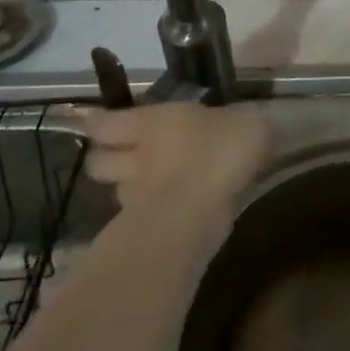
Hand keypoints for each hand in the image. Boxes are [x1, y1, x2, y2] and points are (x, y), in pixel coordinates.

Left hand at [79, 102, 268, 213]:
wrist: (202, 213)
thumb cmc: (220, 151)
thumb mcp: (249, 123)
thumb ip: (245, 121)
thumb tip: (250, 120)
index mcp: (153, 123)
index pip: (105, 123)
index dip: (100, 122)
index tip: (99, 122)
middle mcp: (137, 159)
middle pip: (98, 162)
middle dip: (105, 159)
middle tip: (123, 155)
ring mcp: (138, 198)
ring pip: (118, 192)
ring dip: (128, 189)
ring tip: (147, 188)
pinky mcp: (147, 230)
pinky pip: (139, 218)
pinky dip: (148, 215)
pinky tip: (169, 213)